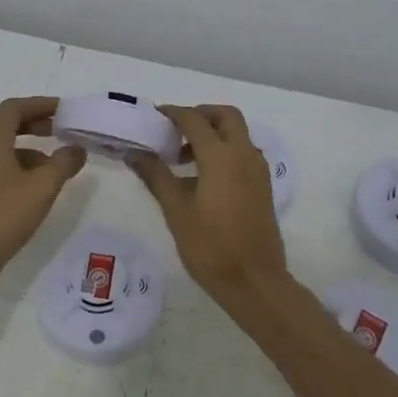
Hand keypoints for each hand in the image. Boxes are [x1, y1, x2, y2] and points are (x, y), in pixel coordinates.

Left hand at [0, 96, 87, 300]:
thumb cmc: (2, 215)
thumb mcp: (42, 187)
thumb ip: (63, 163)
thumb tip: (77, 148)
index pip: (14, 108)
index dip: (39, 104)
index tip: (63, 109)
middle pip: (6, 125)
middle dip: (34, 122)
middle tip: (61, 129)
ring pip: (5, 149)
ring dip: (31, 148)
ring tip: (57, 162)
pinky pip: (3, 170)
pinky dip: (23, 169)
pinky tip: (40, 188)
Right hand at [129, 104, 287, 306]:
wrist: (255, 282)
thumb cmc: (211, 247)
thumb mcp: (176, 211)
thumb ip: (156, 176)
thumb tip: (134, 152)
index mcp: (222, 157)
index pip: (194, 120)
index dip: (173, 114)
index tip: (153, 117)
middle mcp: (244, 154)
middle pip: (225, 116)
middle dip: (200, 115)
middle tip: (175, 130)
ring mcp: (258, 169)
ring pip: (238, 133)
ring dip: (213, 132)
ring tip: (184, 157)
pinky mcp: (263, 185)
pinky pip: (244, 152)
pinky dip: (225, 149)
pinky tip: (204, 177)